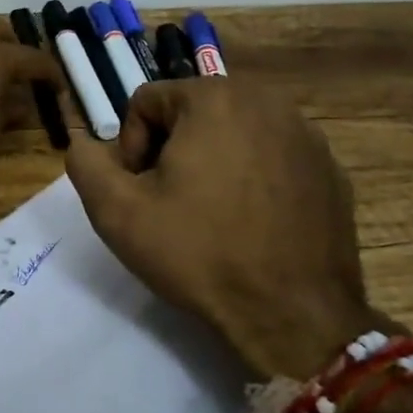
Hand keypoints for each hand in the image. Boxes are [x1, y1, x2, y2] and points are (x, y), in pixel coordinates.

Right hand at [66, 78, 374, 379]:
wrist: (292, 314)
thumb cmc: (199, 253)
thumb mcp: (117, 211)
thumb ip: (85, 163)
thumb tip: (83, 141)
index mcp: (215, 97)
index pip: (146, 102)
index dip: (129, 147)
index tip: (140, 192)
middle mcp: (267, 100)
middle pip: (192, 113)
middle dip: (171, 151)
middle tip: (170, 204)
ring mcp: (306, 134)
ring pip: (233, 133)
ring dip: (211, 163)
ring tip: (210, 215)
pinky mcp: (330, 169)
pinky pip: (271, 158)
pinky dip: (252, 179)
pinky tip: (250, 224)